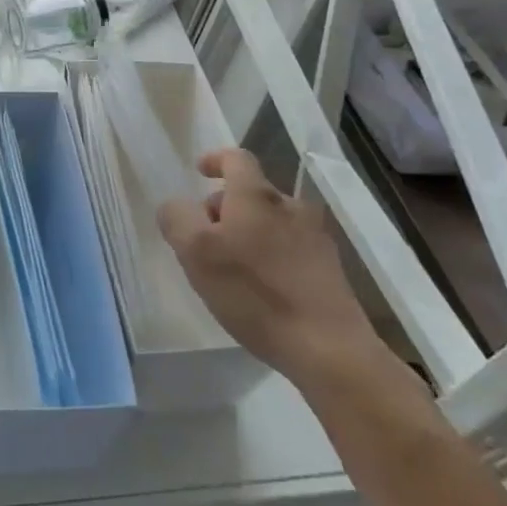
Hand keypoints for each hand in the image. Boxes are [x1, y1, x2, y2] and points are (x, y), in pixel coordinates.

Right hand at [159, 147, 381, 387]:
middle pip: (252, 192)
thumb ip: (177, 218)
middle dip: (225, 207)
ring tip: (232, 268)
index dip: (215, 160)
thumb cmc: (254, 292)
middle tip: (205, 238)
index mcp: (256, 195)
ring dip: (249, 232)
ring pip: (271, 220)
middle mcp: (290, 205)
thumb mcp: (195, 252)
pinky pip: (290, 247)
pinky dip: (271, 255)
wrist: (328, 347)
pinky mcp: (330, 268)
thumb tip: (176, 205)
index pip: (236, 158)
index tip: (200, 171)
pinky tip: (262, 289)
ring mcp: (315, 236)